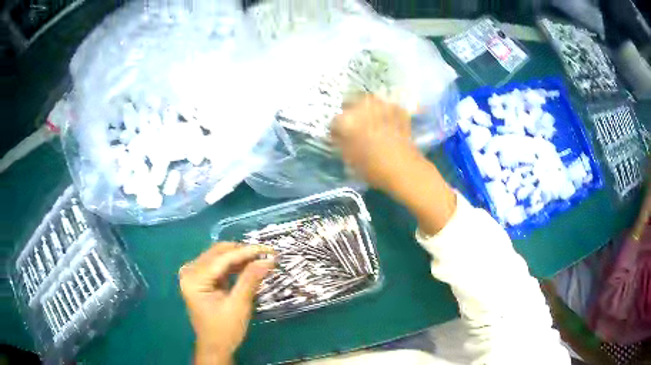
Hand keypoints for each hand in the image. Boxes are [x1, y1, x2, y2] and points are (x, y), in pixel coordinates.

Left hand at [179, 243, 274, 364]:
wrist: (214, 347)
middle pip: (218, 253)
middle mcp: (190, 271)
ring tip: (261, 259)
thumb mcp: (238, 306)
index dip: (246, 252)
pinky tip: (249, 265)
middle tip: (267, 254)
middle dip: (244, 252)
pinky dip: (234, 264)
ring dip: (240, 257)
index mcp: (194, 279)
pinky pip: (218, 265)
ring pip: (219, 256)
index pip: (222, 259)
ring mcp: (194, 274)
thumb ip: (250, 280)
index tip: (269, 250)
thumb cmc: (224, 330)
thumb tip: (267, 260)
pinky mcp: (200, 278)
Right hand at [332, 96, 455, 235]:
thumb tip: (338, 135)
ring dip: (366, 110)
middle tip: (353, 127)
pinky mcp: (397, 109)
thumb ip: (341, 142)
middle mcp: (363, 106)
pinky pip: (385, 106)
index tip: (339, 137)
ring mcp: (382, 105)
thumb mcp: (349, 158)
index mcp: (347, 120)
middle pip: (350, 103)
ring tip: (370, 123)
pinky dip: (383, 112)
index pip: (334, 121)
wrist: (405, 169)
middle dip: (350, 113)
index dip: (336, 130)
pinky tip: (385, 123)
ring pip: (368, 102)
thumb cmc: (373, 168)